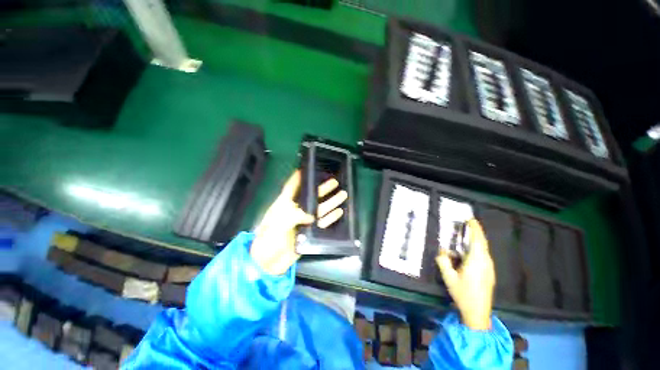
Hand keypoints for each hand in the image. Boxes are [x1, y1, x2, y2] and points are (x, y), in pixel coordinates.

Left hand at [250, 170, 346, 274]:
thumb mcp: (277, 225)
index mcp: (283, 206)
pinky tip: (339, 212)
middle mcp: (295, 211)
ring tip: (342, 194)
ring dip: (331, 202)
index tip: (306, 168)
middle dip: (322, 189)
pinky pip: (323, 223)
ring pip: (320, 209)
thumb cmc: (268, 241)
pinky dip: (331, 217)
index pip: (291, 188)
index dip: (297, 178)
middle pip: (311, 197)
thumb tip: (311, 215)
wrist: (268, 264)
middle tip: (334, 181)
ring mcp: (303, 222)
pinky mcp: (309, 233)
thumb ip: (294, 216)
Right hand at [436, 219, 494, 330]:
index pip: (478, 240)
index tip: (470, 219)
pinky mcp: (489, 273)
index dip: (475, 229)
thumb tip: (442, 251)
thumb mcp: (448, 277)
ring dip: (476, 241)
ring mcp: (489, 268)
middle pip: (482, 243)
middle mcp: (486, 262)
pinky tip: (469, 252)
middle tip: (468, 224)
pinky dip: (477, 249)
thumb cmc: (463, 294)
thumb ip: (443, 261)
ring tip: (466, 236)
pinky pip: (483, 256)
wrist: (478, 312)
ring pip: (484, 249)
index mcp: (476, 261)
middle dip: (476, 232)